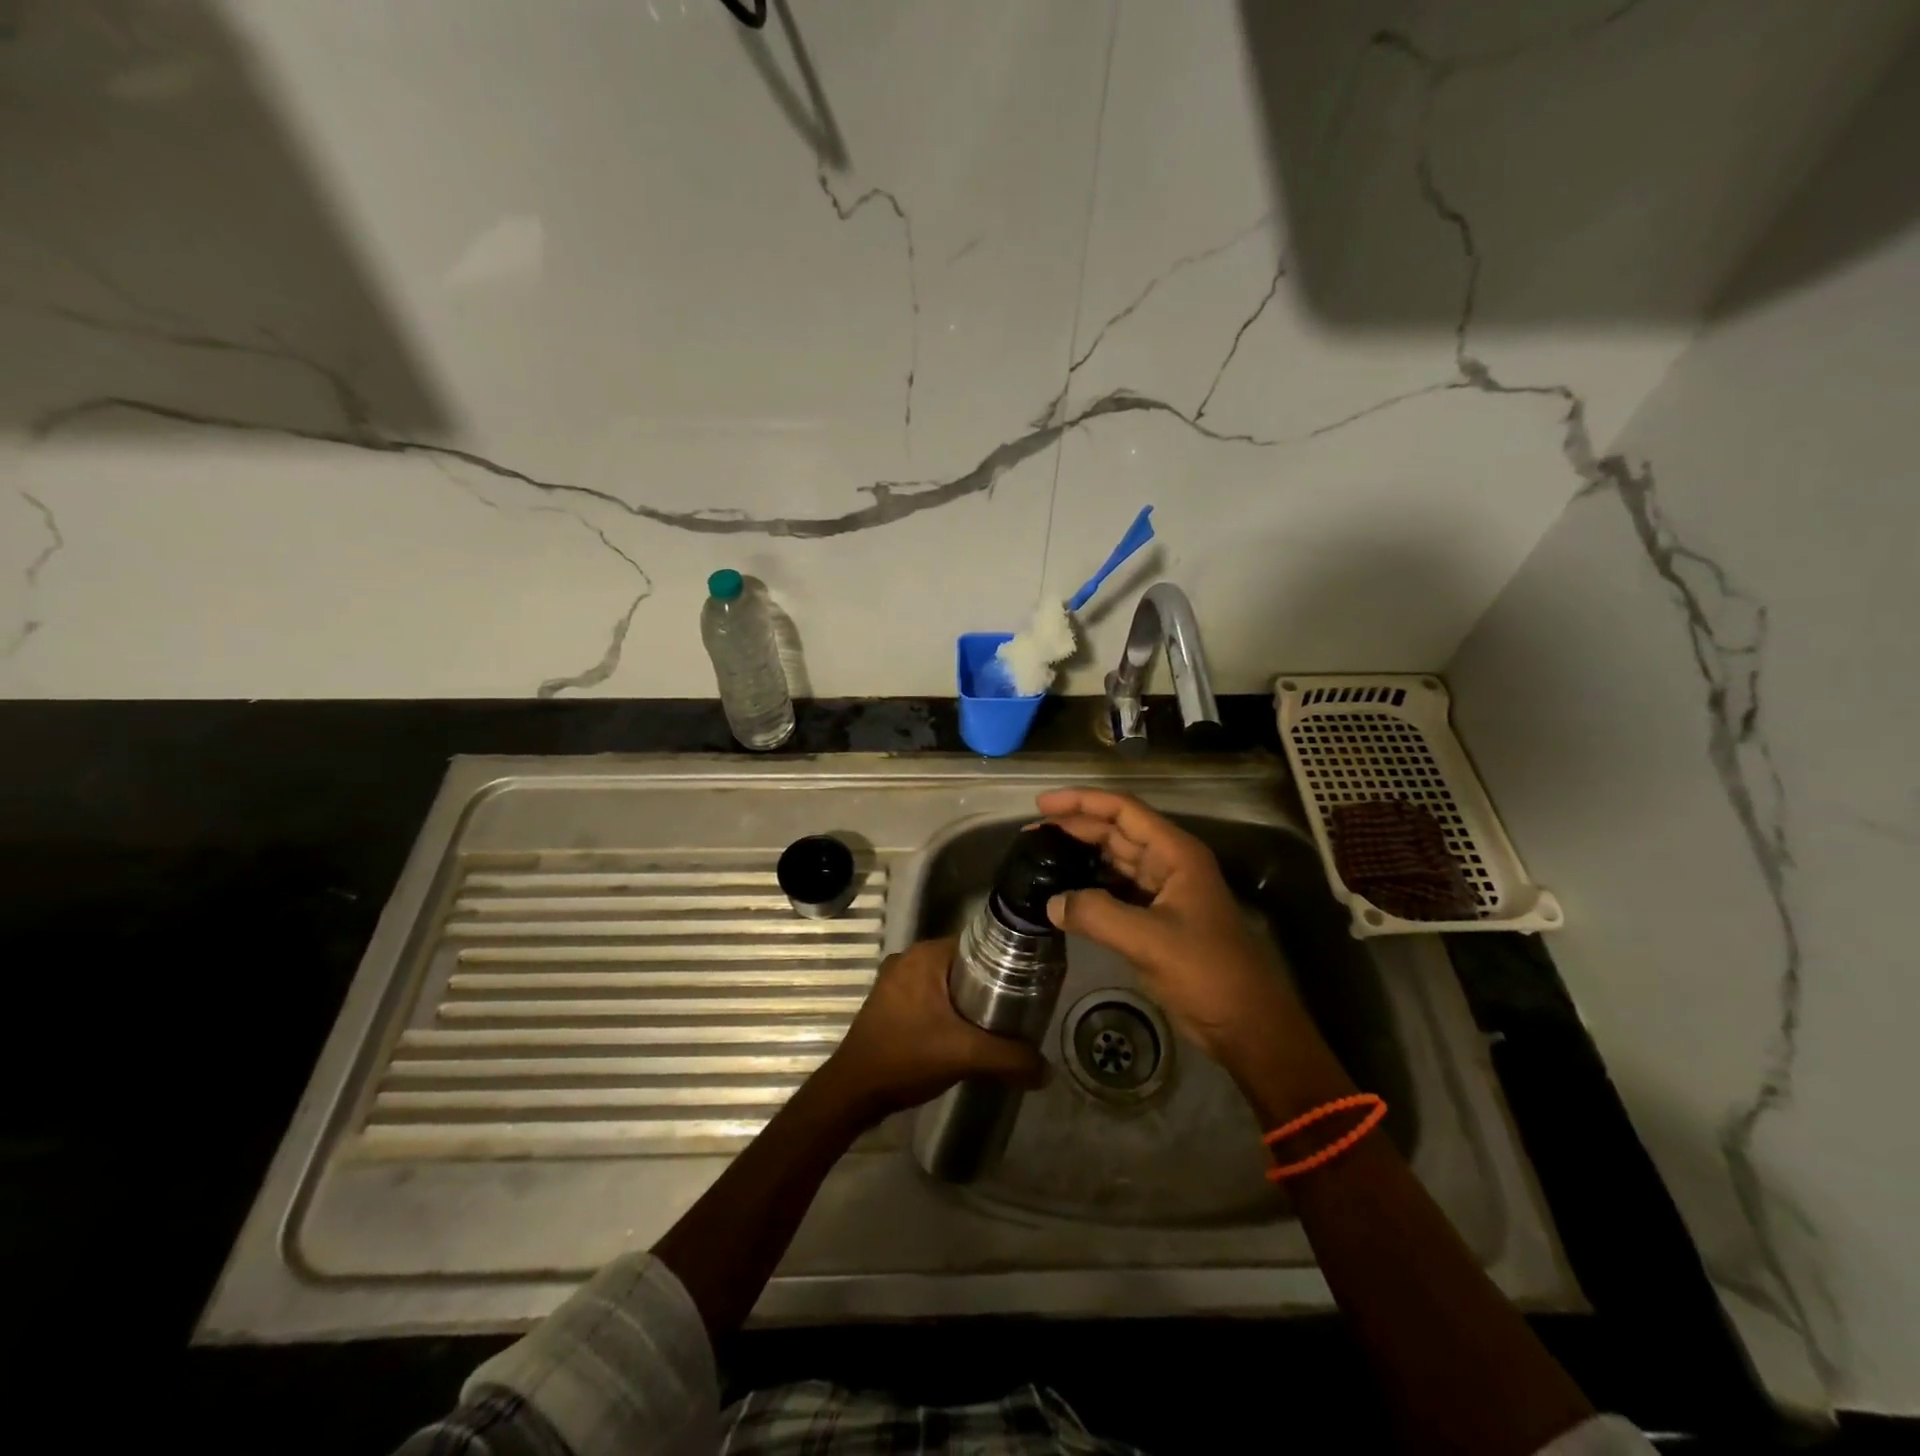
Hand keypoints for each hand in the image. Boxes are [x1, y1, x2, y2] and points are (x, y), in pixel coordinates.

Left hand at [820, 937, 1044, 1122]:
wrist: (853, 1091)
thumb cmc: (907, 1057)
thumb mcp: (965, 1055)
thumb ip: (1010, 1058)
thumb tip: (1047, 1070)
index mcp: (926, 955)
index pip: (978, 945)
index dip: (1005, 963)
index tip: (1028, 985)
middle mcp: (909, 958)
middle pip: (963, 964)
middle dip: (989, 985)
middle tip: (1017, 1009)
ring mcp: (895, 981)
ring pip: (945, 982)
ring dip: (967, 1000)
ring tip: (996, 1024)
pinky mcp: (888, 1003)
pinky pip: (929, 996)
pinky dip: (947, 1010)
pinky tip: (963, 1033)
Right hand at [1037, 788, 1331, 1080]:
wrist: (1246, 1023)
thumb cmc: (1207, 972)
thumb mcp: (1150, 941)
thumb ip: (1097, 915)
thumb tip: (1051, 902)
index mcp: (1175, 853)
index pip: (1123, 810)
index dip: (1082, 802)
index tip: (1042, 805)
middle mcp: (1169, 863)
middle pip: (1116, 831)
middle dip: (1075, 827)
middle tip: (1030, 834)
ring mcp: (1163, 890)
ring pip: (1114, 859)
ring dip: (1080, 855)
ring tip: (1040, 856)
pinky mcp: (1155, 917)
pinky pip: (1116, 889)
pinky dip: (1089, 886)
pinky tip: (1063, 892)